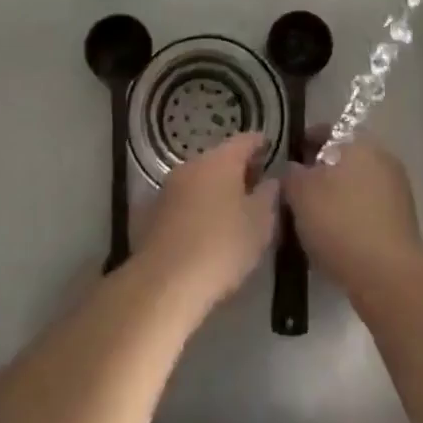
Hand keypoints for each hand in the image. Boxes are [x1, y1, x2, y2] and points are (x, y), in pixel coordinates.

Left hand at [133, 133, 277, 317]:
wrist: (164, 282)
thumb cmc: (222, 247)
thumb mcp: (260, 224)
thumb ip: (268, 196)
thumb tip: (271, 180)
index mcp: (220, 160)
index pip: (245, 140)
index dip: (260, 144)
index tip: (270, 149)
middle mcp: (191, 165)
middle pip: (219, 158)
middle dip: (237, 169)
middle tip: (255, 184)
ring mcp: (168, 188)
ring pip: (198, 180)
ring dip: (214, 189)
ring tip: (231, 209)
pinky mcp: (151, 212)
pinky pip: (182, 201)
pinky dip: (196, 207)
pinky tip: (204, 228)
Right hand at [284, 138, 422, 291]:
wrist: (389, 276)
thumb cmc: (340, 222)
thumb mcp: (300, 193)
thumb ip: (291, 174)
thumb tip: (293, 169)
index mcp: (359, 143)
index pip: (326, 131)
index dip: (304, 143)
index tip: (288, 161)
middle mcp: (382, 159)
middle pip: (343, 159)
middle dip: (320, 173)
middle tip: (296, 193)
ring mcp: (397, 191)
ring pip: (356, 186)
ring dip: (336, 197)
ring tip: (311, 220)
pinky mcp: (402, 223)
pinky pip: (367, 211)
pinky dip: (351, 218)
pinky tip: (333, 238)